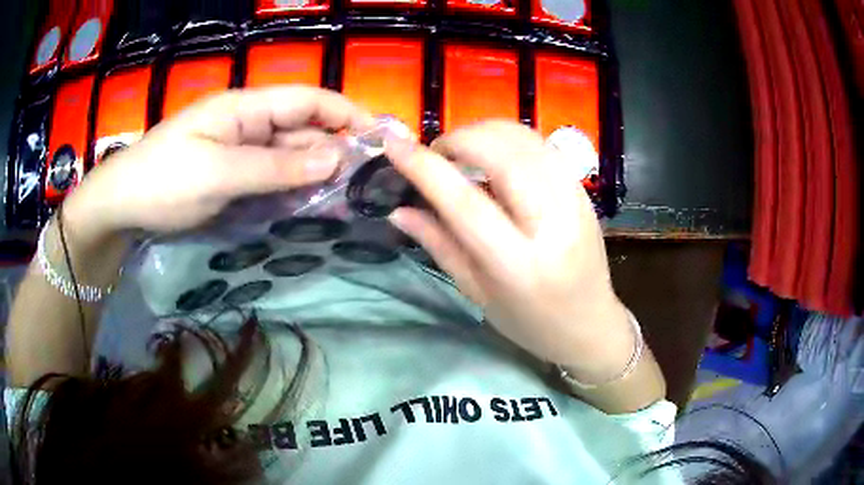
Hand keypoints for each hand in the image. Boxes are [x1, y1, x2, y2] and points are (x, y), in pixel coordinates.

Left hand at [64, 86, 374, 240]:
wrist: (123, 206)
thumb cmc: (163, 181)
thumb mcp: (218, 172)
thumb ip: (276, 166)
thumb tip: (336, 159)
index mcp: (246, 108)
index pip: (309, 100)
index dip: (347, 113)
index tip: (382, 139)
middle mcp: (249, 124)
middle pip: (304, 129)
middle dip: (337, 150)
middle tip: (371, 183)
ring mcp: (241, 151)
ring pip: (291, 155)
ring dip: (318, 174)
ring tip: (351, 199)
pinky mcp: (234, 175)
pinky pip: (273, 177)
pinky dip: (294, 189)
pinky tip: (312, 206)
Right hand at [386, 121, 634, 382]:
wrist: (592, 325)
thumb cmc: (530, 322)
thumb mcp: (477, 293)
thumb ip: (439, 245)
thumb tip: (399, 210)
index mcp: (518, 264)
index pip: (464, 201)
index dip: (424, 166)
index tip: (393, 144)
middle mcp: (552, 223)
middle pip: (501, 153)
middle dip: (458, 138)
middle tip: (437, 154)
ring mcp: (574, 200)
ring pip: (524, 138)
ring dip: (483, 132)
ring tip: (462, 152)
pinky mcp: (583, 190)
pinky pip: (541, 145)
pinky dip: (508, 138)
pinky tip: (494, 155)